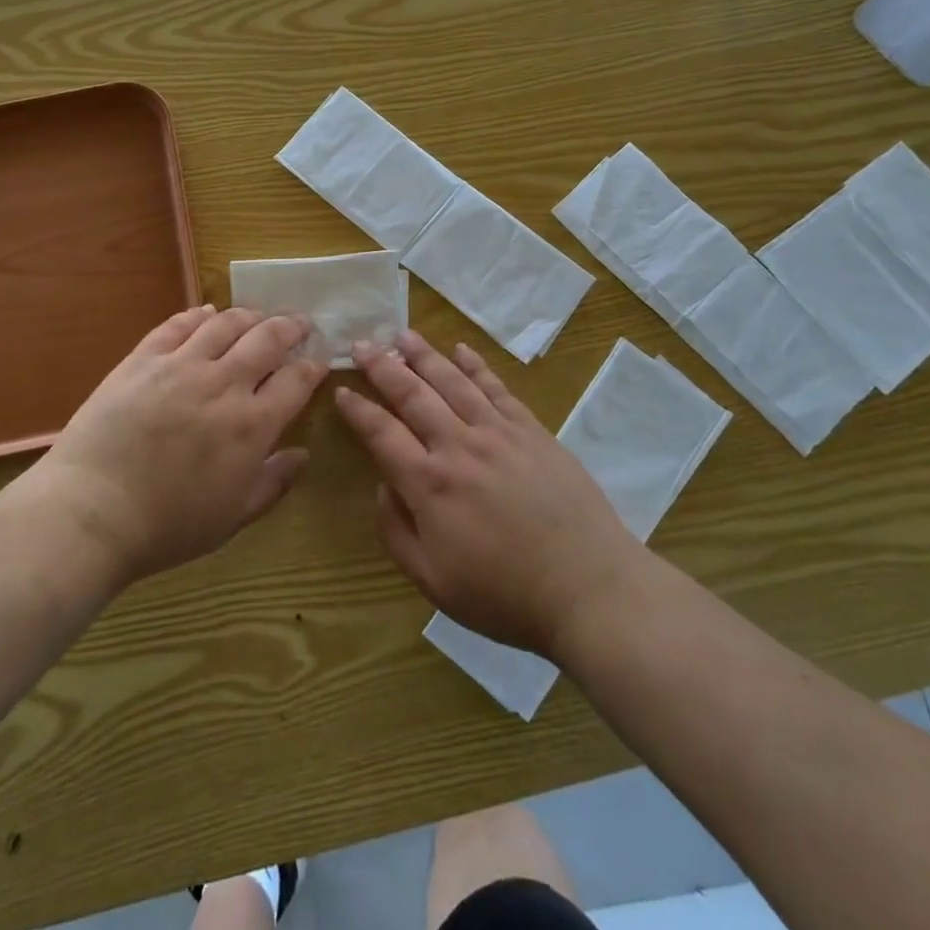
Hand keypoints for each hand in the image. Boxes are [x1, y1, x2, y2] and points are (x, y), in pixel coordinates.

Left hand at [23, 305, 327, 585]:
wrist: (92, 511)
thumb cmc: (168, 525)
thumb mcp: (233, 516)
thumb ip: (274, 483)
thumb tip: (303, 455)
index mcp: (252, 424)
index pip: (296, 380)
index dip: (312, 367)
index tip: (318, 363)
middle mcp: (224, 384)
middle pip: (268, 338)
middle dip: (291, 327)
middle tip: (300, 324)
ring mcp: (181, 366)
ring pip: (226, 323)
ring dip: (250, 316)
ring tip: (258, 317)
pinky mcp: (143, 359)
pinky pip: (177, 325)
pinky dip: (198, 315)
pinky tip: (206, 314)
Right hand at [335, 331, 647, 660]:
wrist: (588, 586)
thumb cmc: (505, 595)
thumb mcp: (433, 582)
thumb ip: (396, 531)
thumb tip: (384, 485)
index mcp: (429, 484)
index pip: (382, 433)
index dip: (358, 410)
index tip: (342, 390)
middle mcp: (458, 446)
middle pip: (413, 395)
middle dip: (382, 367)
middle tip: (362, 344)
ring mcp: (498, 433)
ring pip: (452, 382)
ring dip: (424, 355)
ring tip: (402, 335)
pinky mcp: (531, 430)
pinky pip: (497, 388)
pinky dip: (476, 366)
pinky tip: (461, 349)